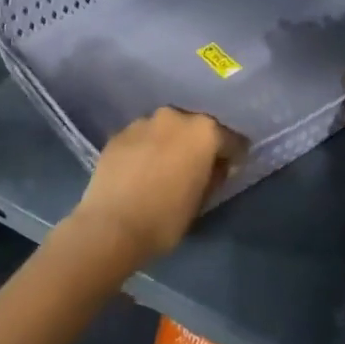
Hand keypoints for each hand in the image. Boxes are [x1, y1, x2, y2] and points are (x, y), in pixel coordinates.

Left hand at [70, 108, 246, 267]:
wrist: (111, 226)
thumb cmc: (166, 218)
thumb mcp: (201, 200)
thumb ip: (214, 175)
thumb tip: (215, 165)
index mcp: (203, 131)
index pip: (230, 139)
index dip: (232, 155)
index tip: (229, 169)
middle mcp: (174, 117)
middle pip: (195, 127)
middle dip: (198, 144)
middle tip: (194, 167)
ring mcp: (142, 122)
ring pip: (165, 129)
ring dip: (169, 143)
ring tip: (163, 168)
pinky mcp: (118, 134)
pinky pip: (141, 138)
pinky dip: (145, 148)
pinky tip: (140, 169)